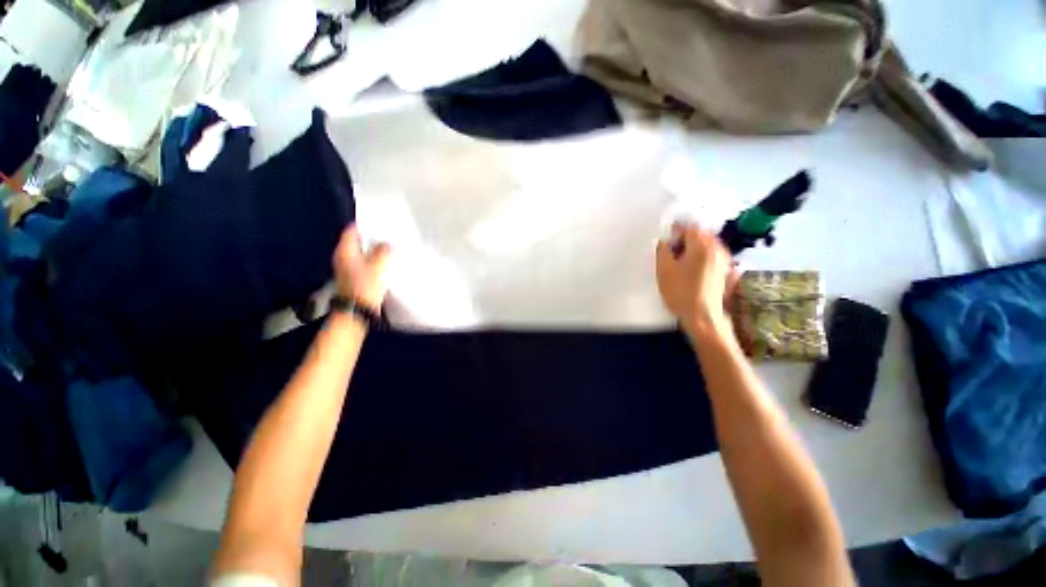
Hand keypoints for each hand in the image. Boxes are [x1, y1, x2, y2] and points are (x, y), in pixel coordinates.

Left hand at [333, 224, 391, 311]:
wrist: (357, 311)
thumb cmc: (364, 286)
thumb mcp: (378, 265)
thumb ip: (383, 251)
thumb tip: (386, 245)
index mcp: (344, 251)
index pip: (351, 231)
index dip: (364, 225)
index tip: (378, 223)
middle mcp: (342, 258)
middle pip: (356, 242)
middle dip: (371, 239)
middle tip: (387, 236)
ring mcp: (347, 269)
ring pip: (361, 254)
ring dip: (373, 252)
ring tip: (388, 250)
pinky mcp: (354, 279)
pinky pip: (364, 265)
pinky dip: (373, 262)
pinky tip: (384, 265)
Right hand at [656, 223, 737, 335]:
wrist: (702, 316)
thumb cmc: (680, 291)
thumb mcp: (663, 270)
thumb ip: (663, 250)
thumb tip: (665, 242)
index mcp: (702, 245)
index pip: (689, 227)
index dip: (676, 230)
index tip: (666, 238)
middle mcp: (717, 248)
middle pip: (701, 233)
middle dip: (685, 237)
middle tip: (672, 249)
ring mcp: (724, 259)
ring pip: (707, 244)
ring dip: (694, 246)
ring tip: (680, 258)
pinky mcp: (724, 270)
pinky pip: (712, 254)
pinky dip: (702, 255)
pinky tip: (692, 267)